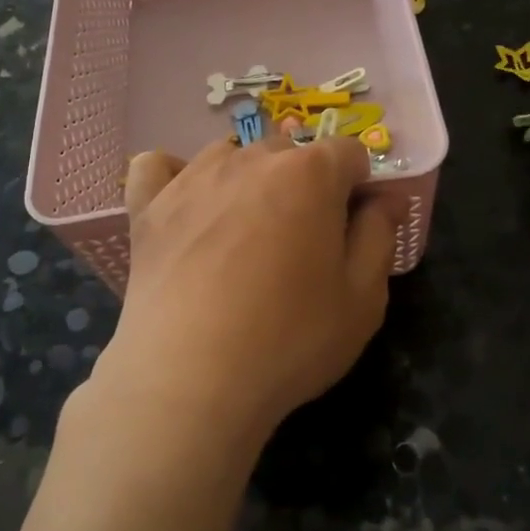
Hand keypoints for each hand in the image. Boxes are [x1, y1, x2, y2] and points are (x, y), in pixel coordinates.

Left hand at [79, 135, 396, 458]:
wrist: (190, 377)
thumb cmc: (290, 339)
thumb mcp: (363, 299)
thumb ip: (379, 236)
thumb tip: (382, 199)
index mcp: (310, 174)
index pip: (348, 154)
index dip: (359, 186)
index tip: (353, 227)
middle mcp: (250, 159)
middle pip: (288, 153)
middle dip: (304, 184)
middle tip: (300, 243)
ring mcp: (192, 178)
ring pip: (229, 157)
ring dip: (246, 182)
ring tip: (243, 234)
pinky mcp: (148, 206)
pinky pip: (157, 167)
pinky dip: (172, 178)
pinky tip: (183, 207)